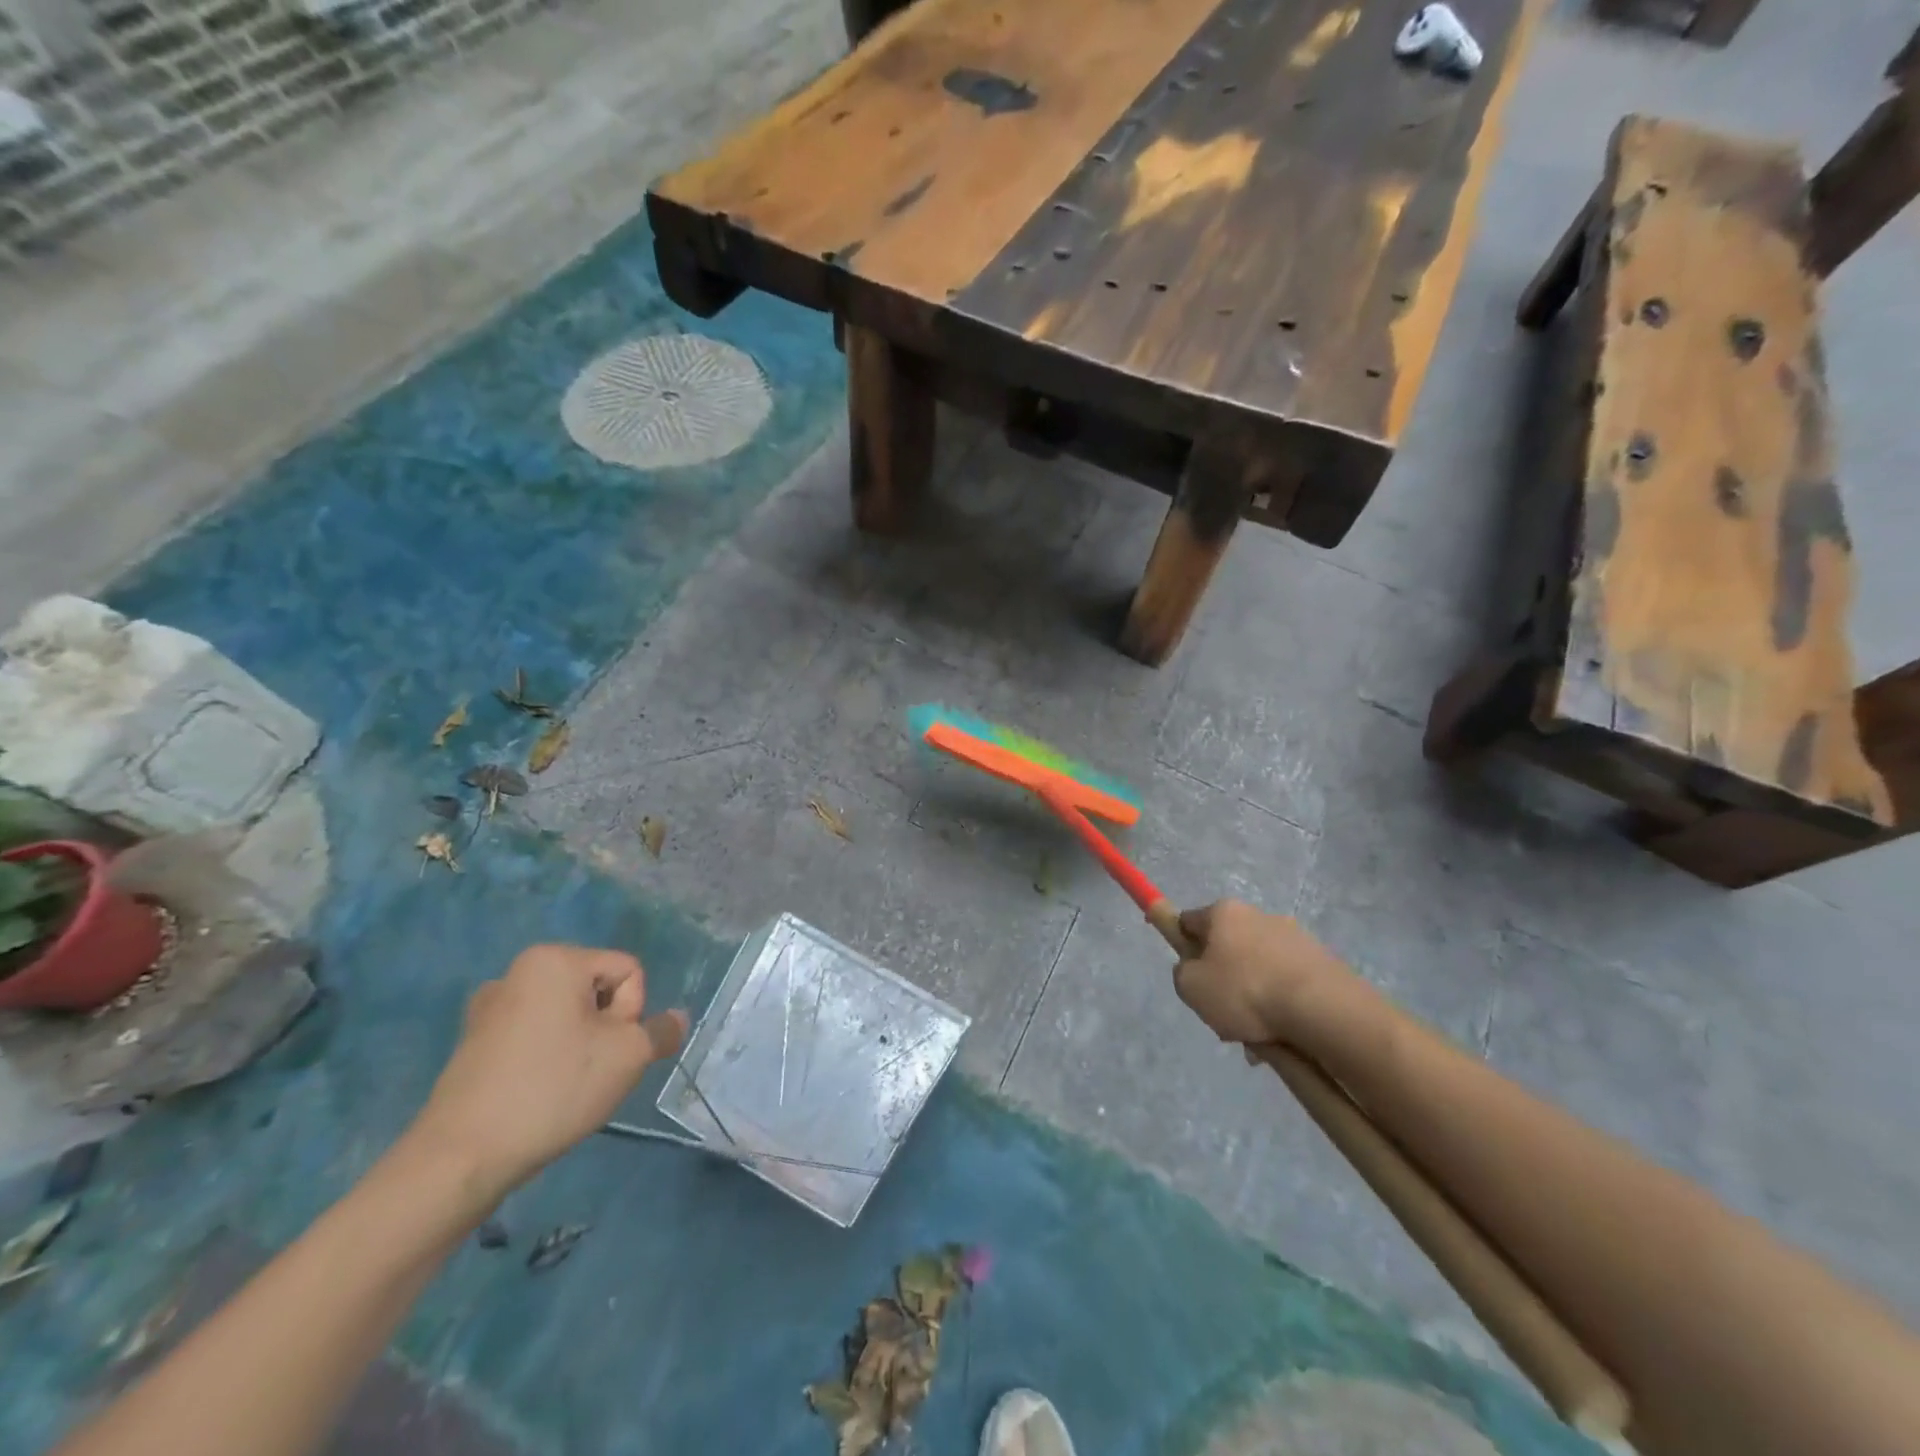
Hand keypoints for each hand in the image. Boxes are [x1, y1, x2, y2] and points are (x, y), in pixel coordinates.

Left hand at [407, 945, 687, 1206]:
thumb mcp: (629, 1056)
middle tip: (592, 1070)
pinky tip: (538, 1092)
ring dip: (580, 1045)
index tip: (609, 1051)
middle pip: (598, 990)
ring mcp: (490, 1008)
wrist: (460, 1159)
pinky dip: (548, 1058)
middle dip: (606, 1028)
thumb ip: (661, 1031)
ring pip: (568, 1016)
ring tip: (564, 1086)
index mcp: (555, 959)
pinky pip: (536, 1036)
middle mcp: (518, 971)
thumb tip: (676, 1019)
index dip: (632, 1013)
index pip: (629, 972)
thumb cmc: (553, 1089)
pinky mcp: (474, 1043)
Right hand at [1172, 900, 1357, 1044]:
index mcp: (1224, 912)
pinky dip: (1281, 1004)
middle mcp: (1259, 915)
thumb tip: (1193, 969)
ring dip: (1254, 997)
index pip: (1189, 921)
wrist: (1322, 1009)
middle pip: (1228, 947)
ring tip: (1256, 1035)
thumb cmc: (1245, 991)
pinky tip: (1282, 1033)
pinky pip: (1288, 982)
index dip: (1182, 944)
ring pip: (1259, 969)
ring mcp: (1295, 937)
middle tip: (1222, 1013)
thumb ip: (1182, 973)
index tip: (1186, 972)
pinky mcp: (1322, 961)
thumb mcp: (1191, 987)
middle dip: (1224, 979)